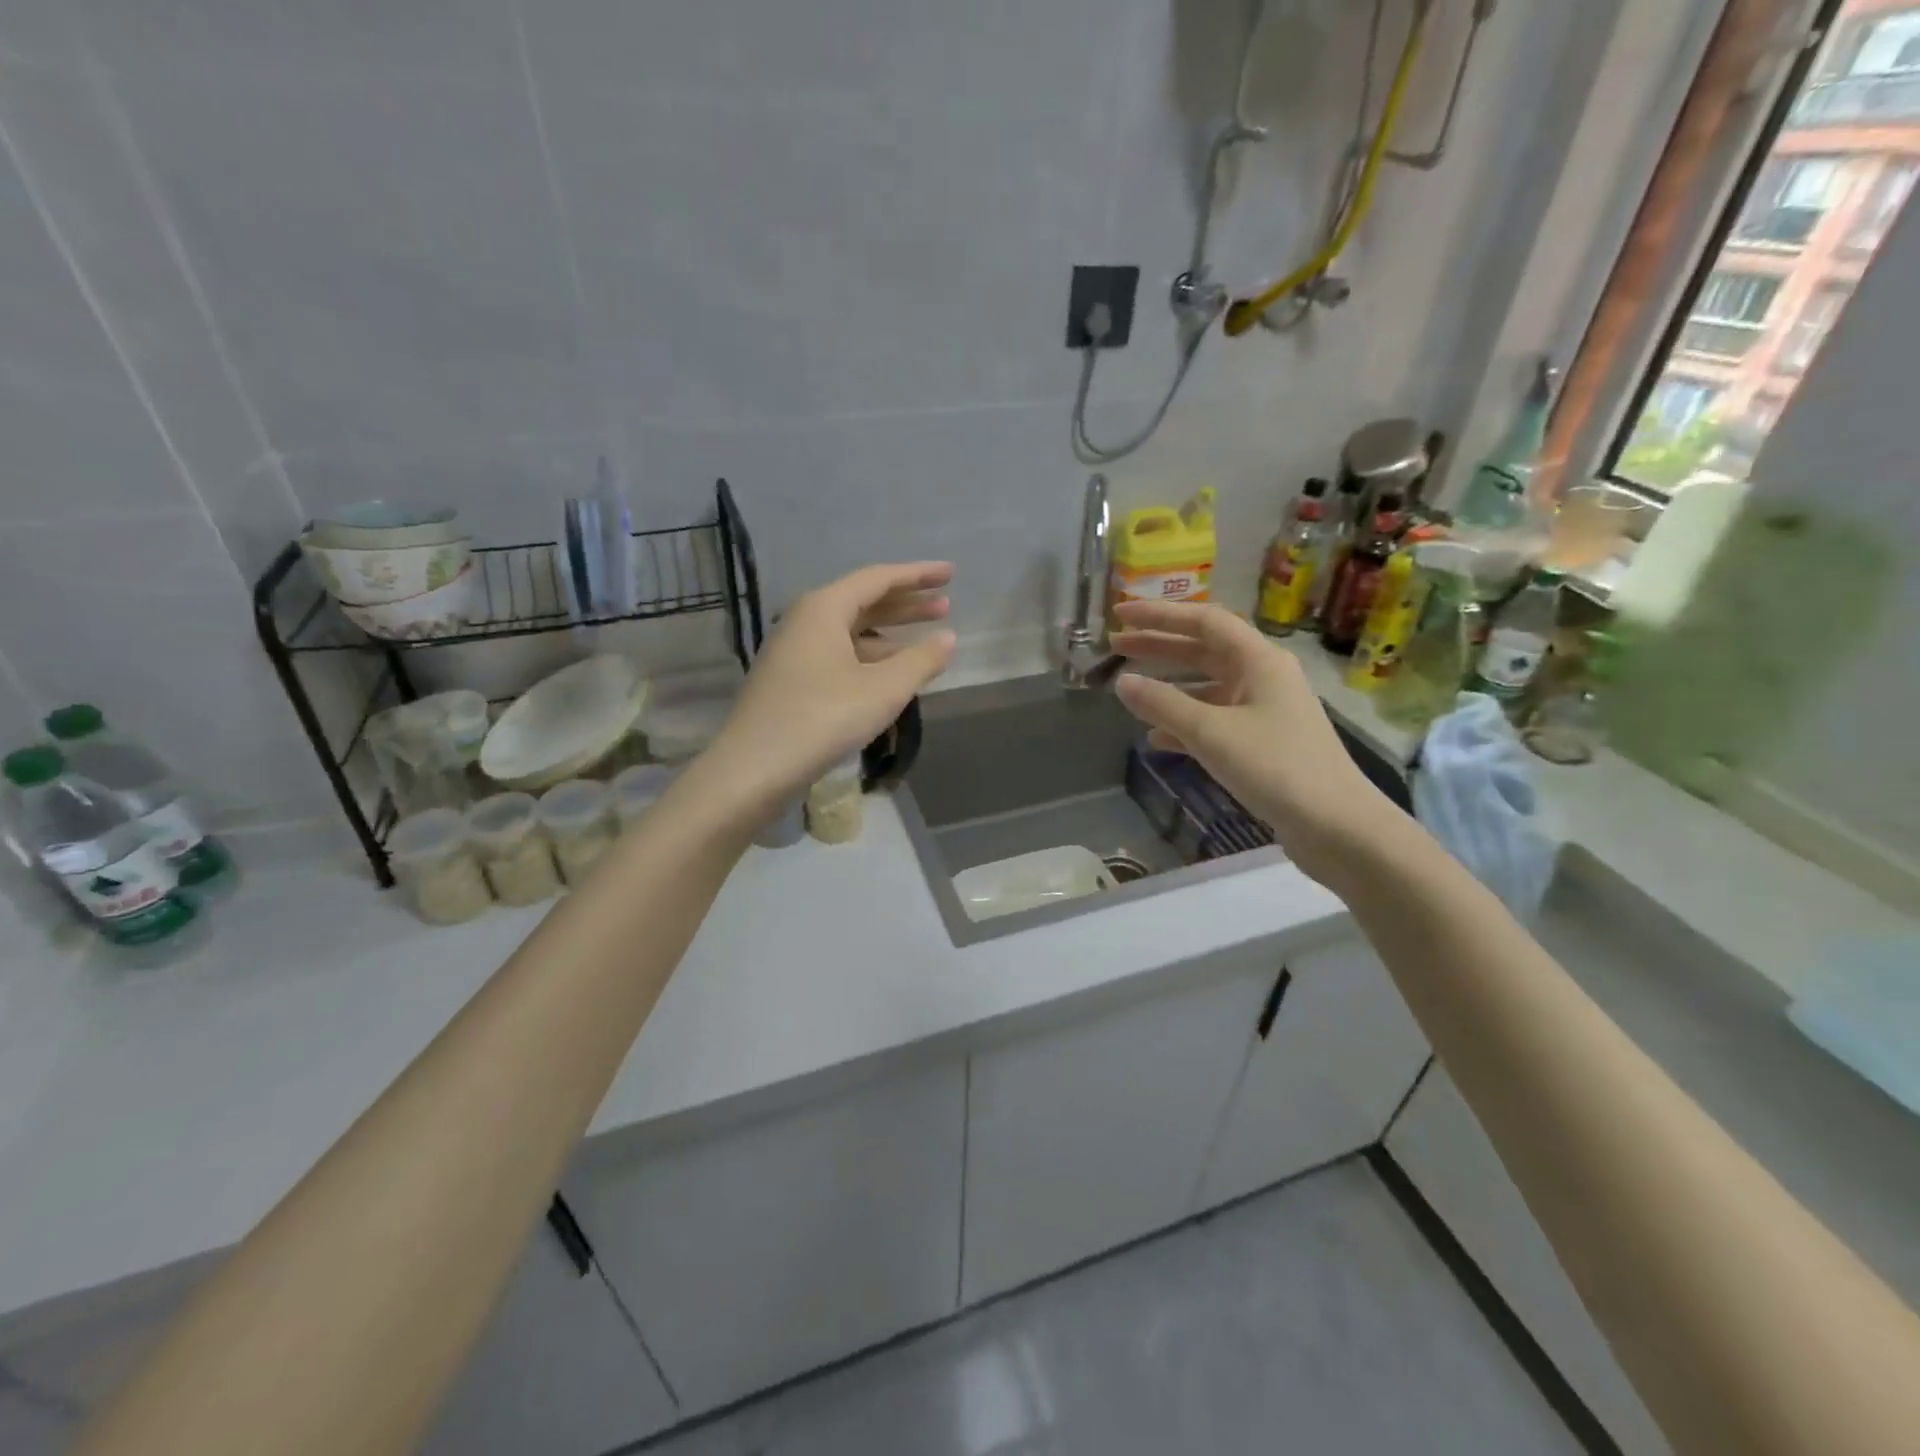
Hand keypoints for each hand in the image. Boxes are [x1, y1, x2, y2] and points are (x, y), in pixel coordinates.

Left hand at [705, 563, 956, 817]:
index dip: (918, 575)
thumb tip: (948, 638)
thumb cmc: (823, 719)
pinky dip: (870, 658)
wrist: (754, 768)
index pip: (879, 578)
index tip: (950, 574)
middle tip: (946, 606)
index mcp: (824, 608)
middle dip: (906, 604)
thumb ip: (921, 660)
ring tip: (926, 642)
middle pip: (863, 602)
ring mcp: (794, 651)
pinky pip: (839, 655)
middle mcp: (805, 620)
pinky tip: (890, 675)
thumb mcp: (884, 690)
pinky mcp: (791, 680)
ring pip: (851, 631)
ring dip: (890, 634)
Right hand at [1108, 600, 1397, 885]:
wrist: (1336, 826)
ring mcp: (1264, 710)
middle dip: (1159, 646)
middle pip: (1204, 650)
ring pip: (1207, 686)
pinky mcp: (1262, 743)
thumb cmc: (1276, 768)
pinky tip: (1156, 738)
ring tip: (1129, 690)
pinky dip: (1184, 723)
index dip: (1159, 615)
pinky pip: (1214, 721)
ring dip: (1168, 686)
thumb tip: (1122, 683)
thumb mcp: (1212, 733)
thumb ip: (1163, 704)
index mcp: (1259, 660)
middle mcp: (1263, 676)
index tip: (1120, 615)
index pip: (1204, 621)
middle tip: (1115, 647)